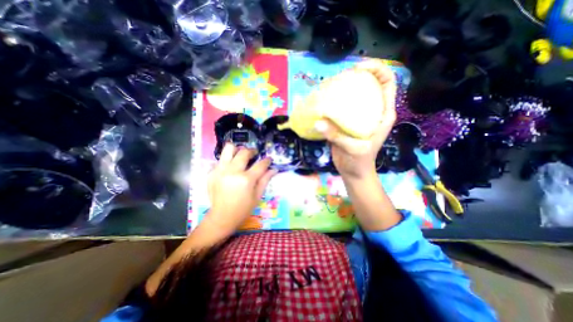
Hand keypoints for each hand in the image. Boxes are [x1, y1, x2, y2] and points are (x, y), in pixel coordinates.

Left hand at [207, 145, 277, 234]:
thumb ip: (265, 180)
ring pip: (229, 149)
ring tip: (241, 155)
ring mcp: (220, 170)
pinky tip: (231, 168)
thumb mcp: (257, 195)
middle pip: (244, 152)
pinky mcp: (212, 173)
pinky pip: (221, 159)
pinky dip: (228, 160)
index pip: (260, 164)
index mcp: (246, 180)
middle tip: (255, 154)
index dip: (267, 160)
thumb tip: (274, 169)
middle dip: (252, 151)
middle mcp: (232, 172)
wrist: (222, 217)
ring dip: (237, 150)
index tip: (269, 159)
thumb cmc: (243, 208)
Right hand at [315, 60, 396, 179]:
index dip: (377, 70)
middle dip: (358, 75)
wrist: (353, 172)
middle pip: (370, 84)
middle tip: (340, 77)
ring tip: (330, 86)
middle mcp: (373, 111)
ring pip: (355, 95)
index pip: (387, 83)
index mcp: (383, 114)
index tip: (358, 69)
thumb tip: (318, 122)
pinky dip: (335, 102)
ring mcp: (360, 116)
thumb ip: (336, 136)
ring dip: (344, 88)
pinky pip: (342, 107)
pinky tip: (324, 101)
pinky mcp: (348, 122)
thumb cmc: (359, 162)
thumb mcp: (352, 149)